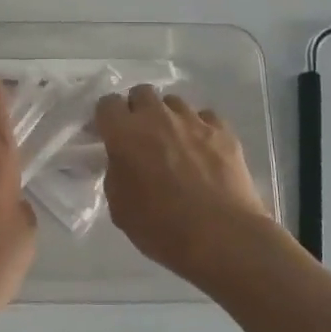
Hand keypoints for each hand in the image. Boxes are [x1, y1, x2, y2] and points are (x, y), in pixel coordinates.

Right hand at [95, 86, 279, 288]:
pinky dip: (200, 129)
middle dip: (138, 109)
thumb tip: (124, 162)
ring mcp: (193, 121)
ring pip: (174, 102)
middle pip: (142, 92)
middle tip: (141, 137)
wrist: (221, 238)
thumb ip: (116, 174)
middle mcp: (157, 117)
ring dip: (169, 117)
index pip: (107, 103)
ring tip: (175, 143)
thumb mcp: (119, 207)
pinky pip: (206, 118)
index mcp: (124, 133)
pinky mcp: (224, 131)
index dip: (107, 118)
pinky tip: (203, 151)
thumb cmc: (161, 227)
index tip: (109, 135)